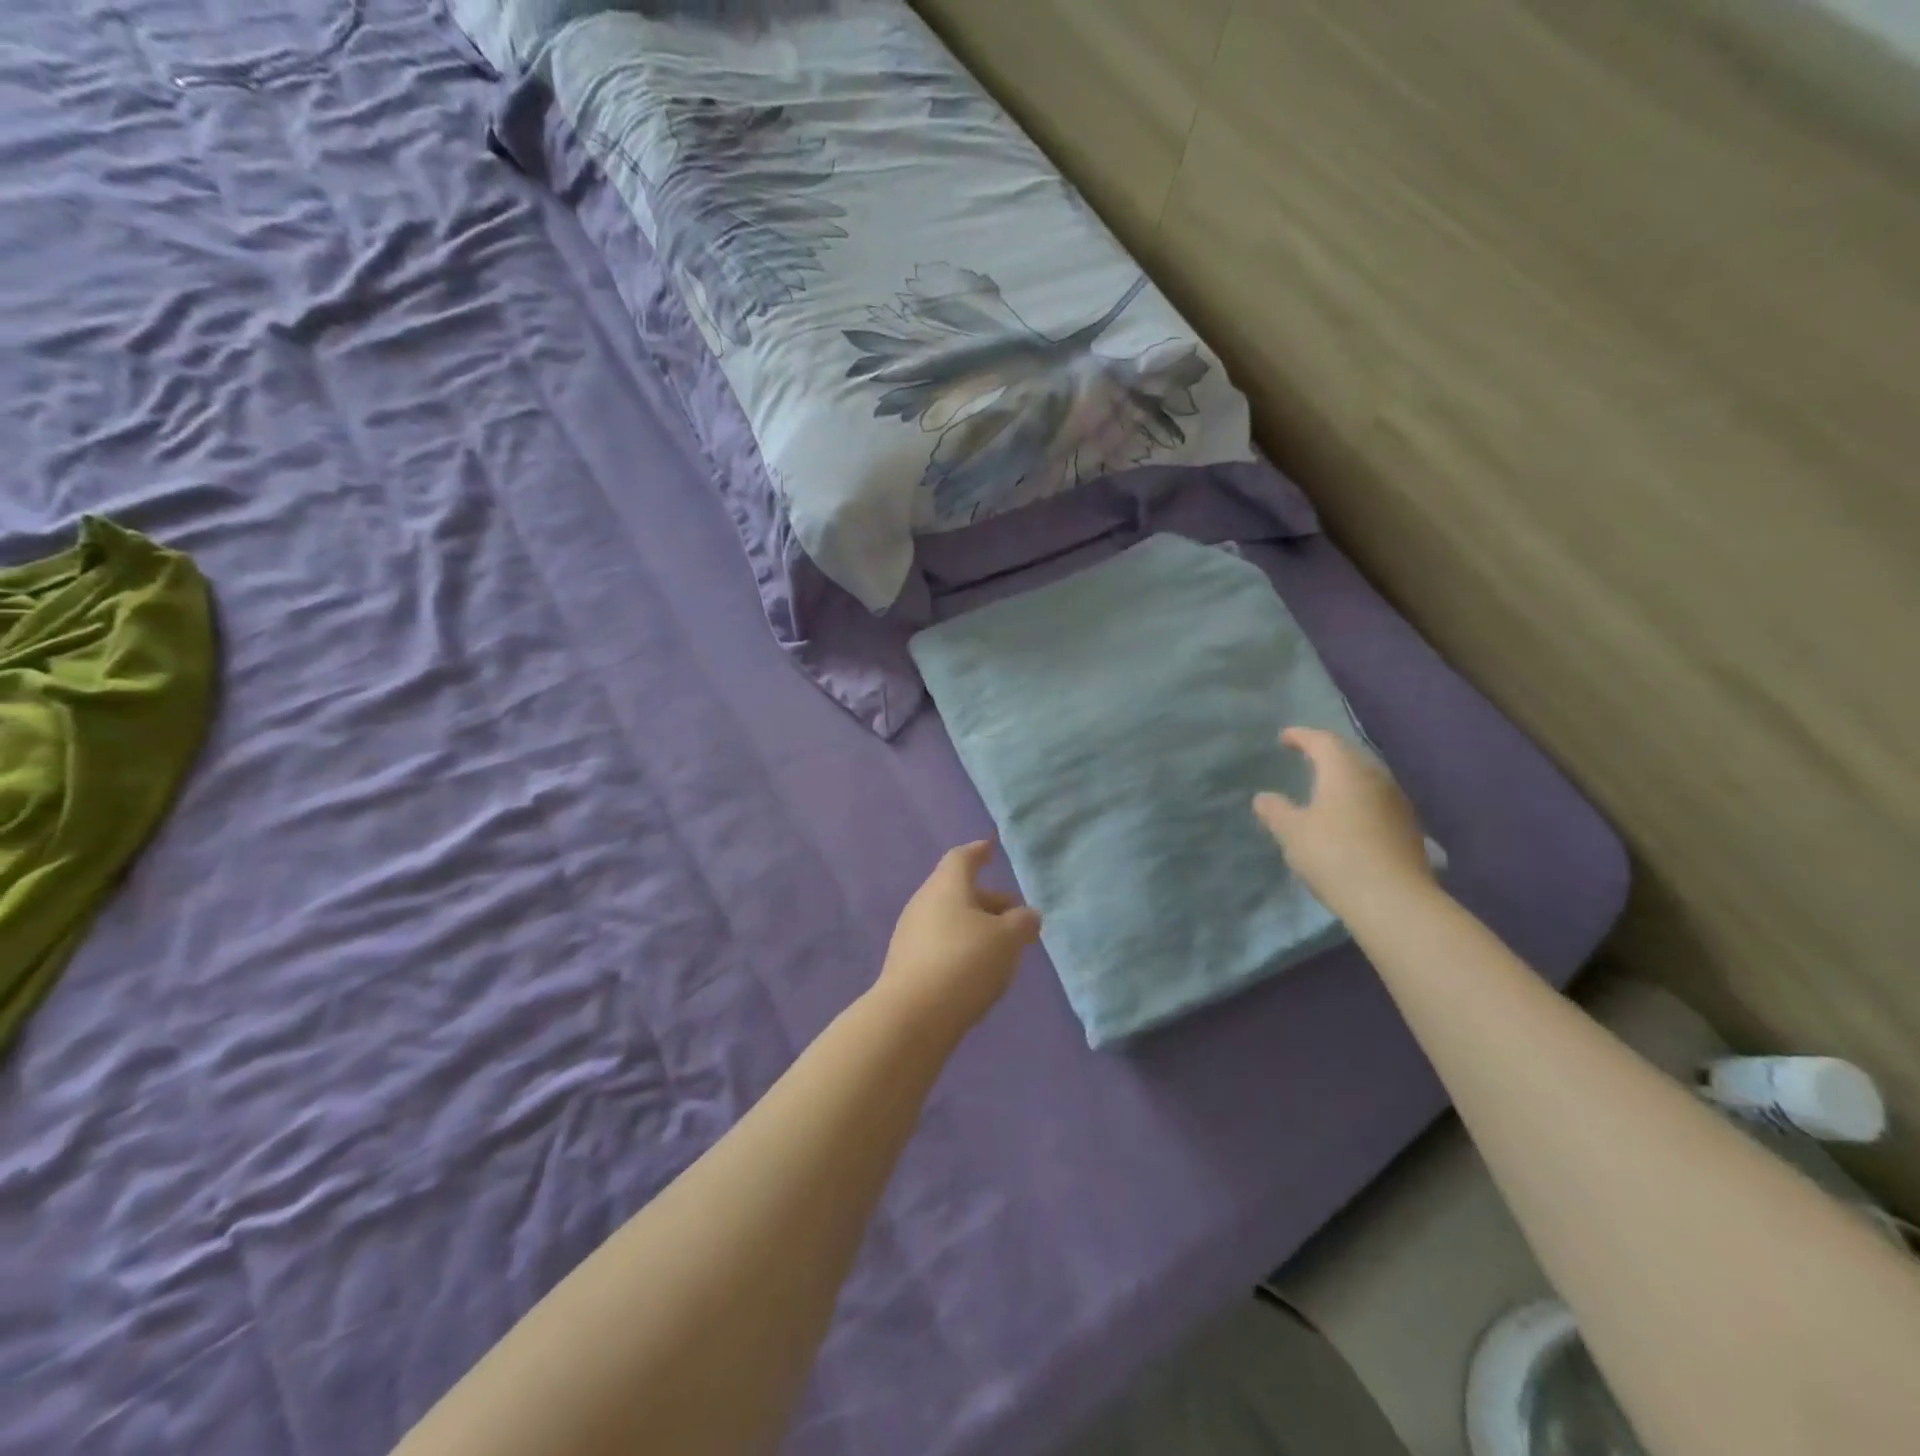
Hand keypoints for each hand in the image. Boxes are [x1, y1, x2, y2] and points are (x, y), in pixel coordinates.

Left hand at [876, 840, 1040, 1038]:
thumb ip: (1022, 922)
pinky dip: (960, 947)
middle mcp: (923, 902)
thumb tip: (1027, 915)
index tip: (990, 849)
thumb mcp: (1008, 939)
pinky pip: (939, 944)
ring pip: (948, 919)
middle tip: (1014, 915)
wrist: (913, 1016)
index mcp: (946, 885)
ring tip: (1001, 947)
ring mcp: (910, 934)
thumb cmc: (965, 962)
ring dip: (975, 926)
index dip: (978, 852)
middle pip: (957, 891)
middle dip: (987, 899)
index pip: (962, 858)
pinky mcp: (905, 964)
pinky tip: (977, 970)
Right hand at [1253, 727, 1434, 919]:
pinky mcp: (1407, 828)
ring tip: (1325, 786)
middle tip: (1306, 757)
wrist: (1393, 900)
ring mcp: (1396, 803)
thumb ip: (1275, 810)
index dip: (1301, 736)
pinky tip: (1348, 816)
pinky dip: (1358, 800)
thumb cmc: (1334, 855)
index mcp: (1344, 771)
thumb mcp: (1292, 833)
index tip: (1285, 737)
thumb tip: (1263, 797)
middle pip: (1349, 756)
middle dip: (1326, 753)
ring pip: (1366, 778)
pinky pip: (1376, 800)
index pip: (1322, 741)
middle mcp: (1375, 778)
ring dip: (1344, 777)